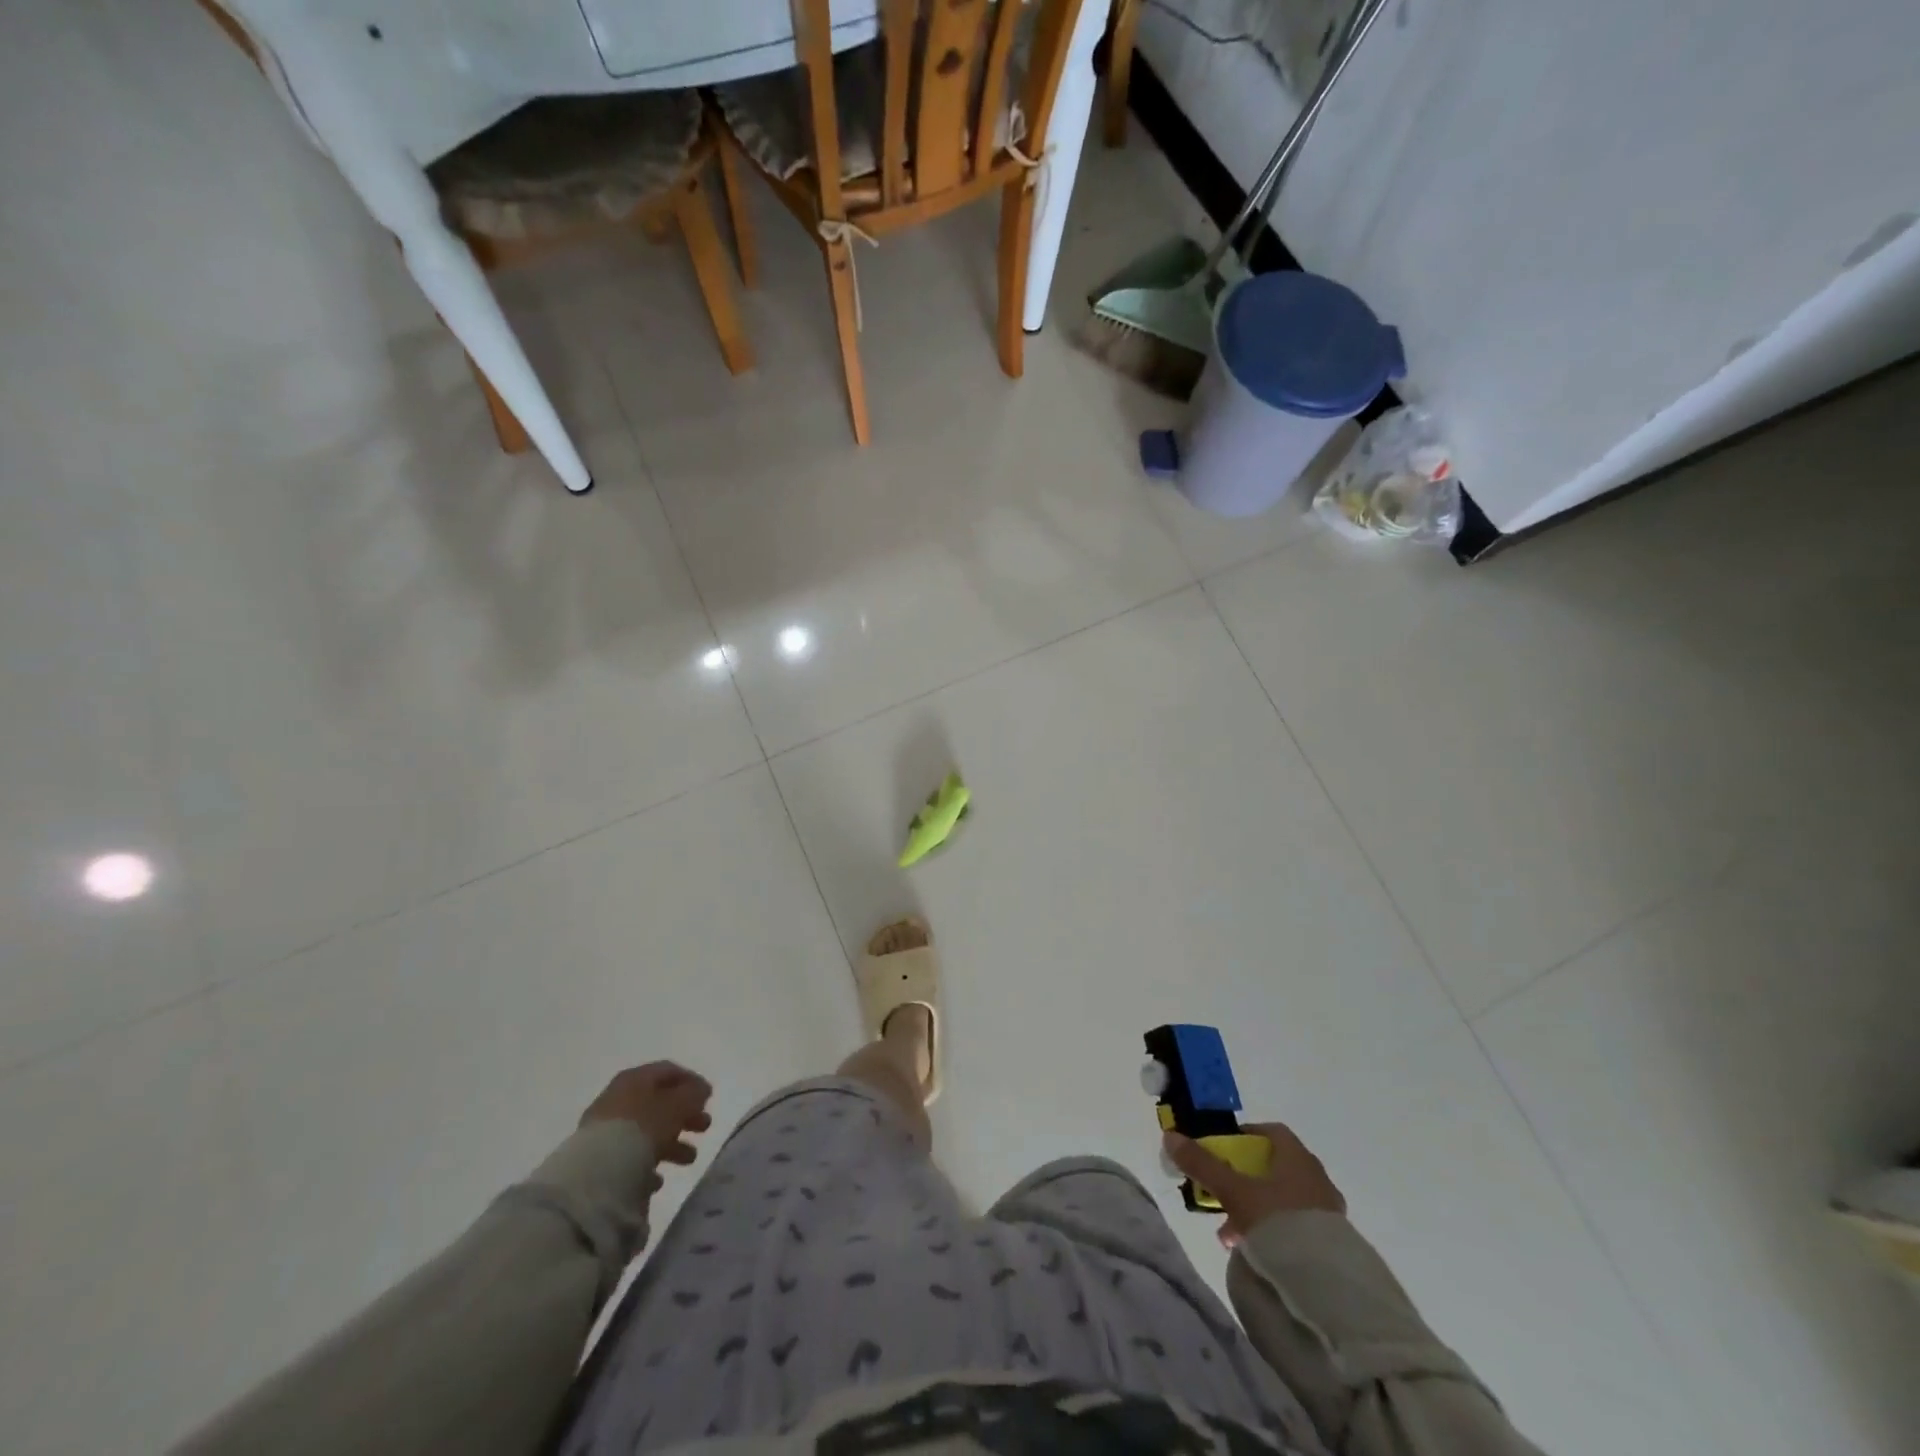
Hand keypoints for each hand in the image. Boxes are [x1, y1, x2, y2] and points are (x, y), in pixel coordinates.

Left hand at [581, 1062, 713, 1168]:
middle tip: (705, 1127)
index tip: (709, 1098)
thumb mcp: (679, 1104)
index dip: (692, 1082)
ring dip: (671, 1143)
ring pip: (646, 1131)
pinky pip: (630, 1157)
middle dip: (685, 1115)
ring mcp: (605, 1130)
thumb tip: (701, 1090)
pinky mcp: (598, 1160)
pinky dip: (647, 1164)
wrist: (597, 1173)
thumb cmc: (644, 1127)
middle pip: (659, 1102)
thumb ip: (694, 1093)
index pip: (668, 1071)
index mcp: (635, 1078)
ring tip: (689, 1159)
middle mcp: (618, 1099)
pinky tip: (658, 1179)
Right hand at [1164, 1123, 1345, 1249]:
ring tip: (1232, 1232)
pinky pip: (1296, 1227)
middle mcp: (1317, 1179)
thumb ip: (1203, 1165)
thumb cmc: (1278, 1221)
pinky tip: (1255, 1251)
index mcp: (1298, 1158)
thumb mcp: (1233, 1191)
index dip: (1246, 1135)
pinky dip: (1274, 1231)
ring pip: (1284, 1200)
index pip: (1272, 1132)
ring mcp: (1328, 1213)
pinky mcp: (1333, 1245)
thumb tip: (1170, 1137)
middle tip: (1223, 1194)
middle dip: (1245, 1179)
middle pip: (1275, 1168)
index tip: (1224, 1148)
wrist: (1327, 1286)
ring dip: (1257, 1209)